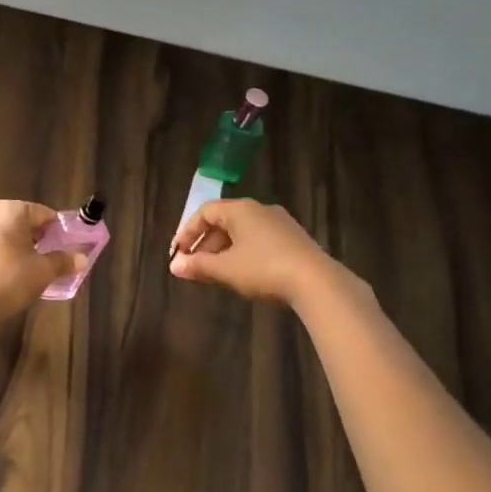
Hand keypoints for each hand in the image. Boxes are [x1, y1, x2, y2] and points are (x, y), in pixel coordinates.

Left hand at [0, 200, 84, 321]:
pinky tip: (11, 278)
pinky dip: (4, 259)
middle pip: (23, 223)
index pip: (43, 213)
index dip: (58, 229)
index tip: (68, 246)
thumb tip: (83, 258)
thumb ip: (64, 261)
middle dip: (40, 239)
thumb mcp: (44, 271)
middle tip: (54, 258)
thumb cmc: (11, 280)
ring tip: (35, 270)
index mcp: (10, 211)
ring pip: (6, 237)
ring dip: (21, 249)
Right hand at [167, 199, 341, 306]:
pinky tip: (241, 273)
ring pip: (242, 232)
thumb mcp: (226, 269)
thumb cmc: (263, 269)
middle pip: (224, 221)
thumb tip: (174, 266)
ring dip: (223, 250)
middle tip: (193, 266)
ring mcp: (280, 223)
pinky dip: (243, 253)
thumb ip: (198, 266)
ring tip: (214, 273)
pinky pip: (259, 240)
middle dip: (205, 244)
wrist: (316, 282)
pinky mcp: (293, 239)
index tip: (177, 254)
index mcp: (240, 209)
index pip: (205, 213)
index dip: (187, 232)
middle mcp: (260, 209)